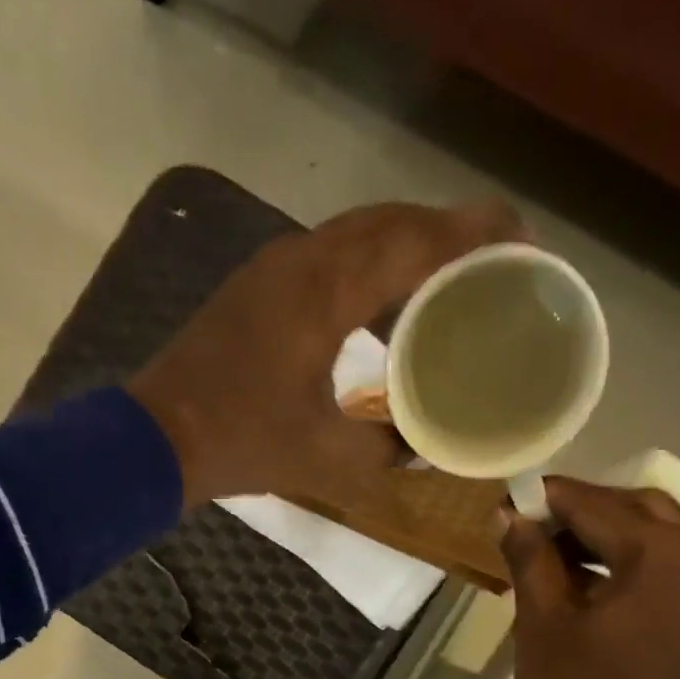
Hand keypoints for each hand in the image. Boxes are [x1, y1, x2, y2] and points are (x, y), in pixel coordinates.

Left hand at [130, 200, 523, 506]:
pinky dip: (369, 268)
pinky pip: (329, 256)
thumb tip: (422, 444)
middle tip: (494, 262)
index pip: (417, 239)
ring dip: (407, 248)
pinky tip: (383, 309)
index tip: (524, 242)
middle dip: (449, 233)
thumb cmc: (242, 444)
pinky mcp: (256, 287)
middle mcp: (302, 259)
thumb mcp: (327, 457)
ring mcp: (273, 268)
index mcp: (327, 289)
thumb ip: (386, 447)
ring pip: (357, 234)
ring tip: (448, 284)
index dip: (477, 234)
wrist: (155, 440)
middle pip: (391, 221)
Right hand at [497, 479, 679, 678]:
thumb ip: (530, 557)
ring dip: (604, 536)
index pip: (600, 505)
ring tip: (546, 554)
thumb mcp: (543, 623)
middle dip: (584, 511)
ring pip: (657, 539)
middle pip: (641, 511)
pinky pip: (666, 571)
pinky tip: (580, 581)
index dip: (550, 497)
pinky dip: (625, 564)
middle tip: (530, 525)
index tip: (510, 497)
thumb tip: (510, 514)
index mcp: (667, 557)